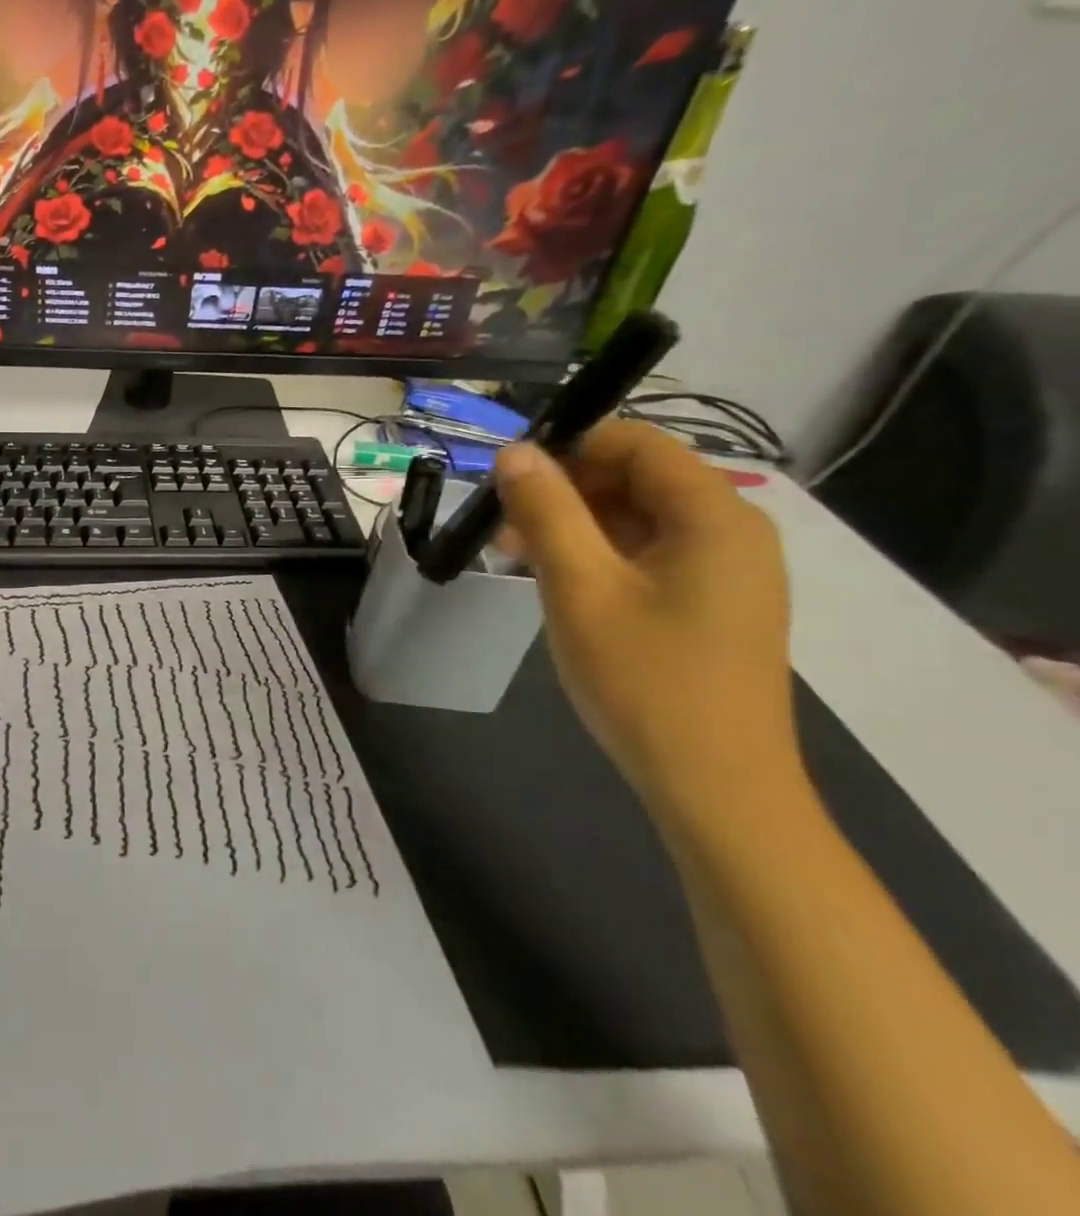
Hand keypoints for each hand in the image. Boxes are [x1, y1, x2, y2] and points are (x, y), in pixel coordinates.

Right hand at [493, 421, 800, 824]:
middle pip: (637, 478)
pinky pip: (648, 555)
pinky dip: (598, 556)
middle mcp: (731, 531)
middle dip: (565, 490)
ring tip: (515, 555)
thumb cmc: (646, 680)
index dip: (569, 446)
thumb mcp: (580, 587)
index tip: (509, 477)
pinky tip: (556, 582)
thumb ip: (546, 510)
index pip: (637, 442)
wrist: (716, 790)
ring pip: (637, 518)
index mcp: (714, 515)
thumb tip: (514, 451)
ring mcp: (726, 571)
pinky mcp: (712, 605)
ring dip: (574, 525)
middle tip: (502, 524)